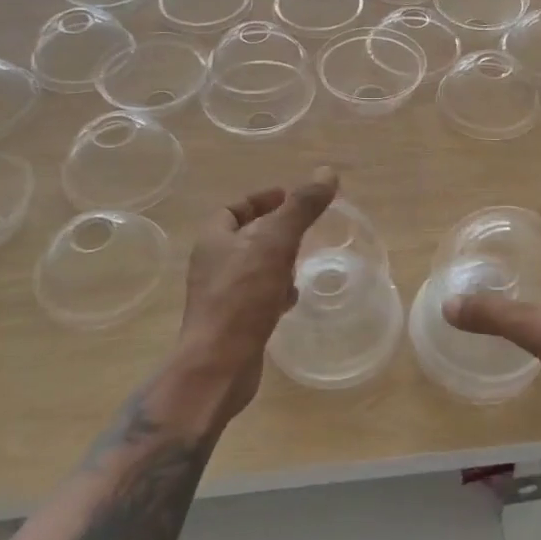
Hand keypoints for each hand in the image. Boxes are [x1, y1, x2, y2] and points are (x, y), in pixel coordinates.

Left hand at [177, 167, 338, 422]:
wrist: (218, 367)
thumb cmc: (242, 298)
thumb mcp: (276, 244)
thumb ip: (301, 208)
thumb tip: (327, 172)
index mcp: (213, 240)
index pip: (233, 209)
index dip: (260, 199)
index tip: (287, 197)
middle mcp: (212, 265)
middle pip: (245, 237)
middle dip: (274, 232)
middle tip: (303, 230)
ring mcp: (220, 297)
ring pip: (254, 268)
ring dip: (278, 263)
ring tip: (301, 264)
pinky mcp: (233, 324)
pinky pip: (257, 298)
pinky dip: (276, 293)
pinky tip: (292, 301)